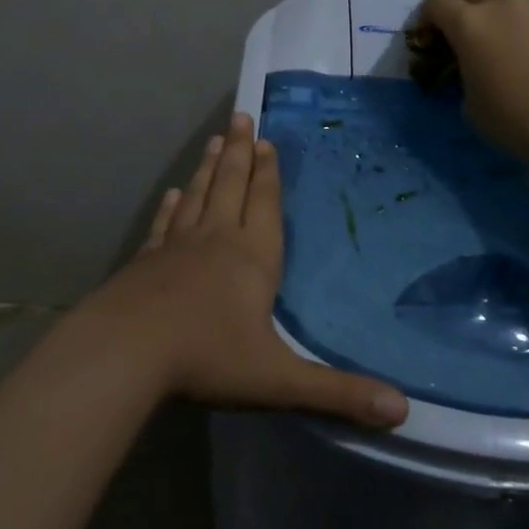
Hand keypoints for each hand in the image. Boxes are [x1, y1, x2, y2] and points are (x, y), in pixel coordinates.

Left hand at [84, 113, 408, 428]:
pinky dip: (172, 207)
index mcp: (252, 258)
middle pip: (231, 187)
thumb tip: (404, 411)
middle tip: (240, 117)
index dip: (269, 173)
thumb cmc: (207, 358)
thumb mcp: (279, 381)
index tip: (267, 140)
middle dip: (240, 153)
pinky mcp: (145, 262)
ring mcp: (176, 248)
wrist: (124, 353)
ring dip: (210, 168)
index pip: (265, 204)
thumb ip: (338, 394)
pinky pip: (165, 225)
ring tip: (216, 141)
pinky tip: (173, 194)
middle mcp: (216, 241)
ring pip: (198, 197)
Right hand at [417, 0, 528, 178]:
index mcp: (470, 24)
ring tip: (500, 40)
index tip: (430, 38)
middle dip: (459, 1)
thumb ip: (462, 74)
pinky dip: (524, 23)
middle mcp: (503, 4)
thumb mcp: (470, 105)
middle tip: (461, 30)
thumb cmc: (515, 121)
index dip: (426, 15)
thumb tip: (472, 67)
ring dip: (494, 10)